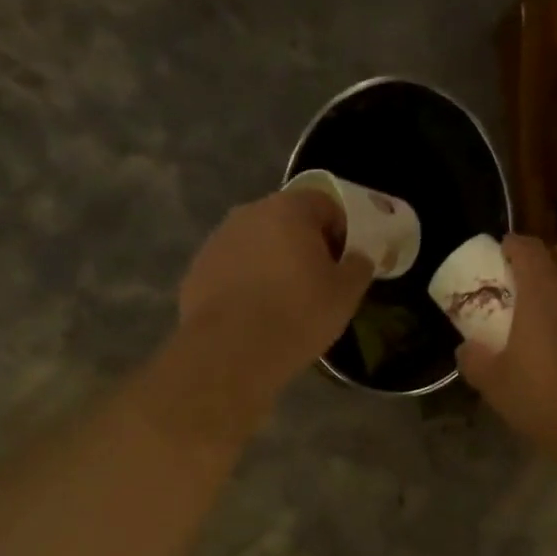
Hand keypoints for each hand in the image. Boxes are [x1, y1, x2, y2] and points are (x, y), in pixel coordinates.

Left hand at [178, 189, 374, 390]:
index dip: (341, 230)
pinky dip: (247, 282)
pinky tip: (255, 313)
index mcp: (288, 209)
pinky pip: (234, 268)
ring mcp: (218, 240)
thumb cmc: (297, 315)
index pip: (324, 203)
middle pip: (287, 221)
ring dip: (273, 262)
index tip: (344, 262)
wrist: (229, 352)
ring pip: (258, 244)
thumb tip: (357, 258)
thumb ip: (359, 266)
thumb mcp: (345, 294)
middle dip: (305, 244)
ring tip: (284, 300)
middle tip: (318, 281)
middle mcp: (249, 213)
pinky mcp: (198, 269)